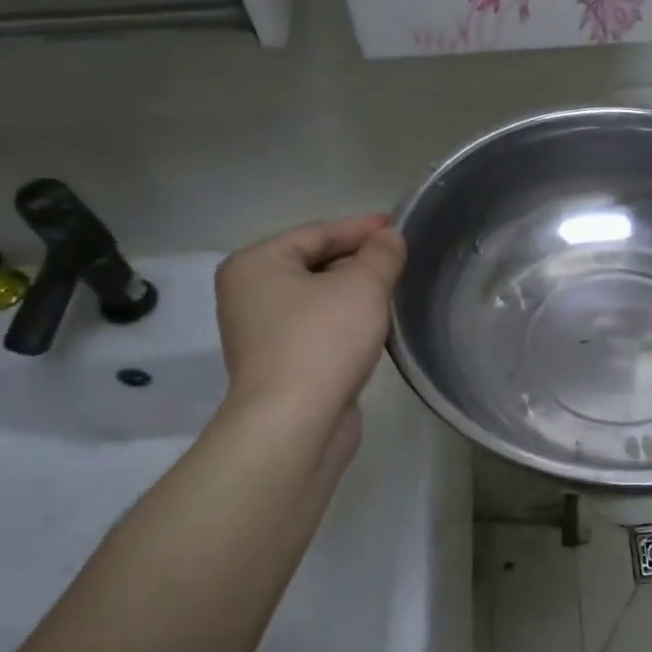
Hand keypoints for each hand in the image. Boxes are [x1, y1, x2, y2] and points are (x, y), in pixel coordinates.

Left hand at [214, 215, 406, 422]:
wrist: (294, 424)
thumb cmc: (322, 340)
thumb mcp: (362, 286)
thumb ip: (381, 255)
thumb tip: (390, 238)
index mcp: (256, 264)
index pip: (317, 232)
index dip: (361, 228)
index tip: (398, 227)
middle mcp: (250, 294)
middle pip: (314, 264)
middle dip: (359, 260)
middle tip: (402, 259)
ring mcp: (262, 333)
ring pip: (318, 299)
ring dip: (355, 293)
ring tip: (396, 289)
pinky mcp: (281, 365)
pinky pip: (319, 329)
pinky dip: (346, 322)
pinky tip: (376, 326)